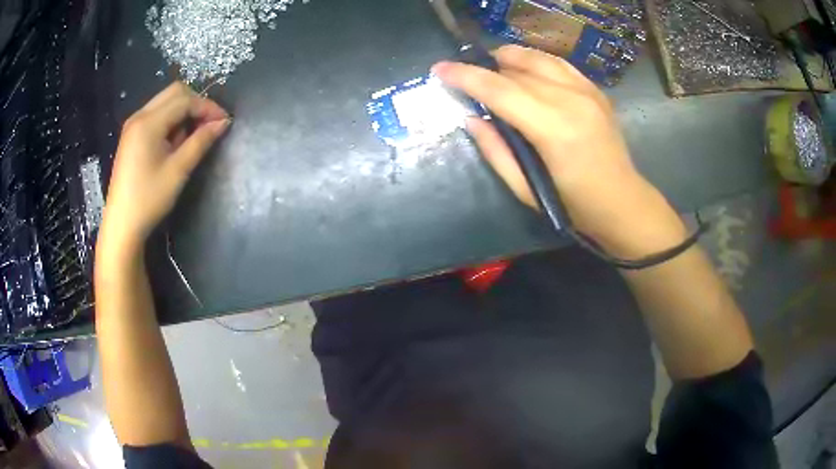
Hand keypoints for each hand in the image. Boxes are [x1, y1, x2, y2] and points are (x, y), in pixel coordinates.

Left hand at [98, 82, 229, 255]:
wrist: (122, 224)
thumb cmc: (149, 199)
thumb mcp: (178, 171)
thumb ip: (200, 142)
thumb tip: (223, 123)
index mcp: (148, 123)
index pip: (185, 100)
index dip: (207, 107)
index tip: (224, 122)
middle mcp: (139, 116)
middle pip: (175, 93)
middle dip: (196, 103)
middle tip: (210, 124)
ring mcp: (133, 125)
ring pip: (166, 101)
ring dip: (184, 111)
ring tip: (193, 135)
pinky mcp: (132, 135)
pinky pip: (157, 114)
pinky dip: (171, 119)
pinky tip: (175, 140)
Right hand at [433, 45, 685, 257]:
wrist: (623, 202)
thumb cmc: (574, 205)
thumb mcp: (526, 190)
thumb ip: (496, 151)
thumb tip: (471, 118)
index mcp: (553, 129)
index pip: (500, 90)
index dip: (465, 76)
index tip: (440, 68)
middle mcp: (571, 100)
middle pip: (516, 69)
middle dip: (484, 67)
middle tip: (467, 78)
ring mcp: (587, 91)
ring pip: (538, 58)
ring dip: (509, 58)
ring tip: (494, 70)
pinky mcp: (596, 90)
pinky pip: (558, 63)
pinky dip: (535, 62)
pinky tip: (526, 71)